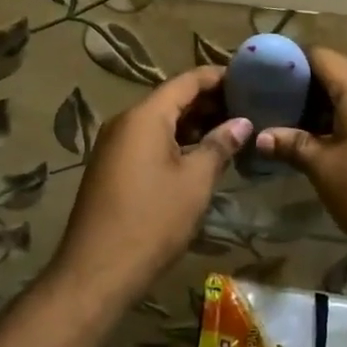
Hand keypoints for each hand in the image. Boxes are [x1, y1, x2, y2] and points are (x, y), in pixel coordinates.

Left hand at [47, 67, 250, 310]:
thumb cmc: (153, 220)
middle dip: (209, 101)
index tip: (249, 78)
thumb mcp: (195, 182)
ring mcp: (115, 145)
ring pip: (160, 122)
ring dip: (193, 124)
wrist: (97, 270)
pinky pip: (148, 141)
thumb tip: (242, 123)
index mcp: (145, 116)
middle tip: (248, 107)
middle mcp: (125, 121)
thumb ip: (219, 145)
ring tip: (232, 131)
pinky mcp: (112, 167)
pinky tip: (201, 156)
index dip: (218, 77)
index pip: (187, 81)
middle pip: (172, 99)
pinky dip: (176, 142)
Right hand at [256, 48, 346, 271]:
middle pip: (339, 73)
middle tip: (278, 109)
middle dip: (307, 89)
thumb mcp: (325, 170)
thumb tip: (262, 137)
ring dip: (330, 107)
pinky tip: (335, 143)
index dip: (290, 64)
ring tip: (301, 129)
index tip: (266, 80)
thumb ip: (293, 145)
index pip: (319, 55)